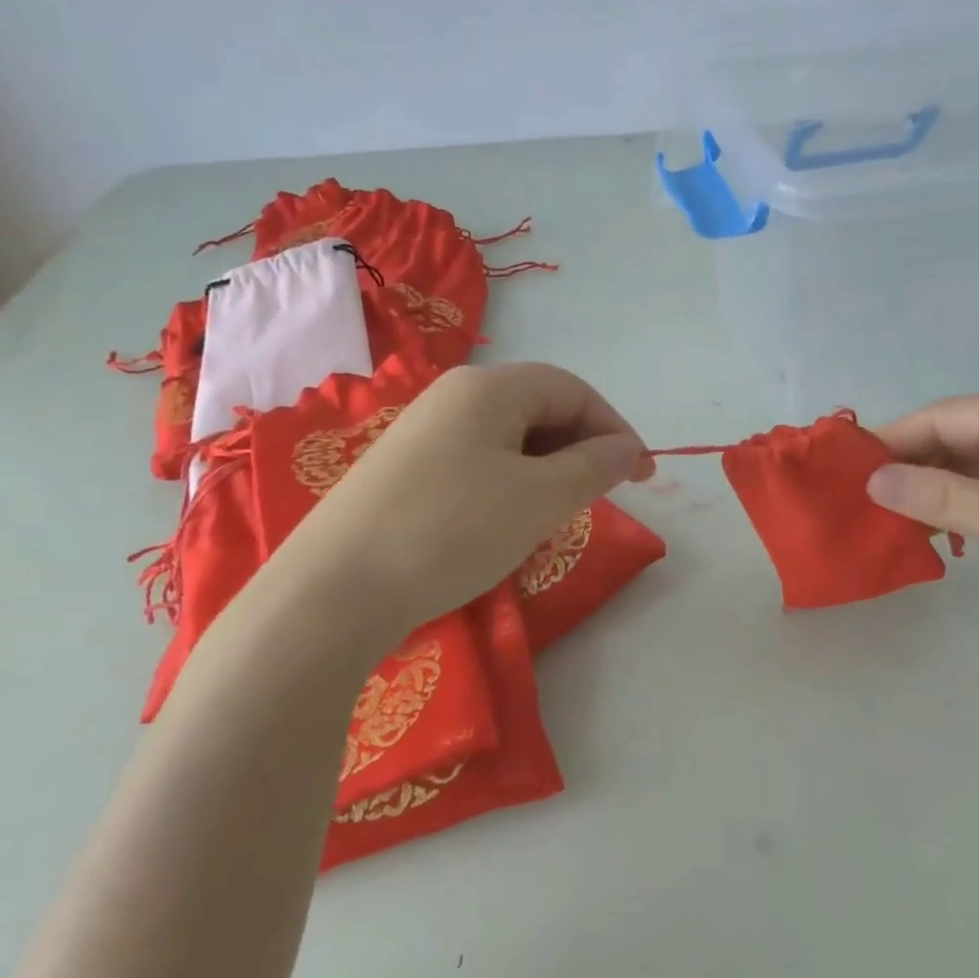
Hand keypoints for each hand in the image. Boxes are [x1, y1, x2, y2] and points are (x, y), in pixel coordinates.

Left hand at [285, 363, 652, 631]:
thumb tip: (627, 449)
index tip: (642, 476)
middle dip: (581, 449)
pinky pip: (477, 462)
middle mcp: (453, 396)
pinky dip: (510, 484)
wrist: (335, 589)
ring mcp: (422, 431)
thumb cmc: (453, 530)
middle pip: (539, 408)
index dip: (616, 428)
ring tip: (556, 514)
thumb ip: (595, 467)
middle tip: (600, 497)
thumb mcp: (541, 498)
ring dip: (547, 469)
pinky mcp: (403, 469)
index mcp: (489, 387)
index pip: (573, 390)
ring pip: (509, 438)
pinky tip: (505, 523)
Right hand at [868, 396, 978, 655]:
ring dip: (929, 486)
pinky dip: (954, 506)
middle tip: (861, 493)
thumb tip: (872, 481)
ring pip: (967, 465)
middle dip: (909, 461)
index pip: (947, 414)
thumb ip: (941, 497)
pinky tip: (929, 529)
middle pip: (955, 435)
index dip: (896, 435)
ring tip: (885, 513)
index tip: (849, 465)